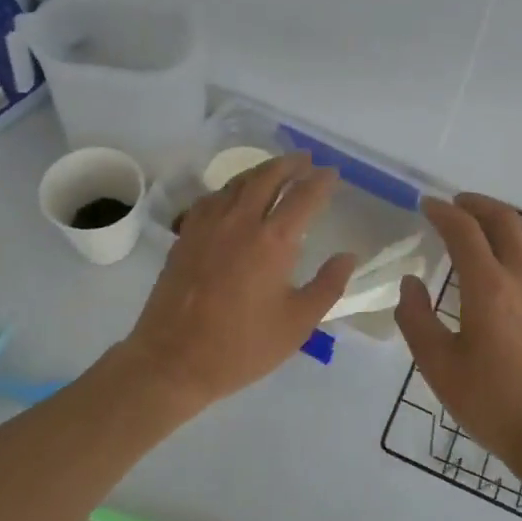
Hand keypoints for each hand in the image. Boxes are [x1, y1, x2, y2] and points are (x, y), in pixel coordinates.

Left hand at [122, 152, 357, 408]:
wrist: (173, 360)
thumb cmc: (242, 347)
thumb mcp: (297, 324)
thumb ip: (327, 286)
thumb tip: (348, 257)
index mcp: (273, 241)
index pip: (303, 197)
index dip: (321, 182)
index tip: (332, 174)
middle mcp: (240, 222)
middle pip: (267, 177)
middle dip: (290, 164)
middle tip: (306, 160)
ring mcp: (208, 225)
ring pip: (237, 183)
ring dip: (261, 171)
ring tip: (276, 170)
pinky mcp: (186, 236)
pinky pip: (212, 198)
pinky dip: (231, 188)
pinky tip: (234, 196)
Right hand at [394, 194, 521, 467]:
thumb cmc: (493, 404)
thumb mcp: (438, 366)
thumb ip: (416, 319)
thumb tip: (411, 283)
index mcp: (488, 286)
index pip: (464, 230)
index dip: (443, 212)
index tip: (426, 206)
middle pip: (503, 220)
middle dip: (476, 205)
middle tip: (454, 205)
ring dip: (503, 221)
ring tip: (483, 226)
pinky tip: (514, 263)